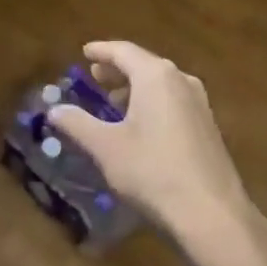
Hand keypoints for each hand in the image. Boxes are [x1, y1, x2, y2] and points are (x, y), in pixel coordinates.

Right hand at [47, 40, 262, 255]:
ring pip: (160, 84)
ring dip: (135, 88)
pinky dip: (152, 102)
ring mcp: (199, 103)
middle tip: (95, 76)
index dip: (101, 51)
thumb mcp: (106, 147)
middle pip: (144, 64)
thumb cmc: (153, 171)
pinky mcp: (208, 127)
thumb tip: (54, 109)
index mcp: (155, 76)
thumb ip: (77, 123)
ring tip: (113, 101)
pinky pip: (173, 101)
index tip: (85, 52)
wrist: (212, 215)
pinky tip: (140, 126)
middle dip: (117, 69)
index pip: (123, 51)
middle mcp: (181, 80)